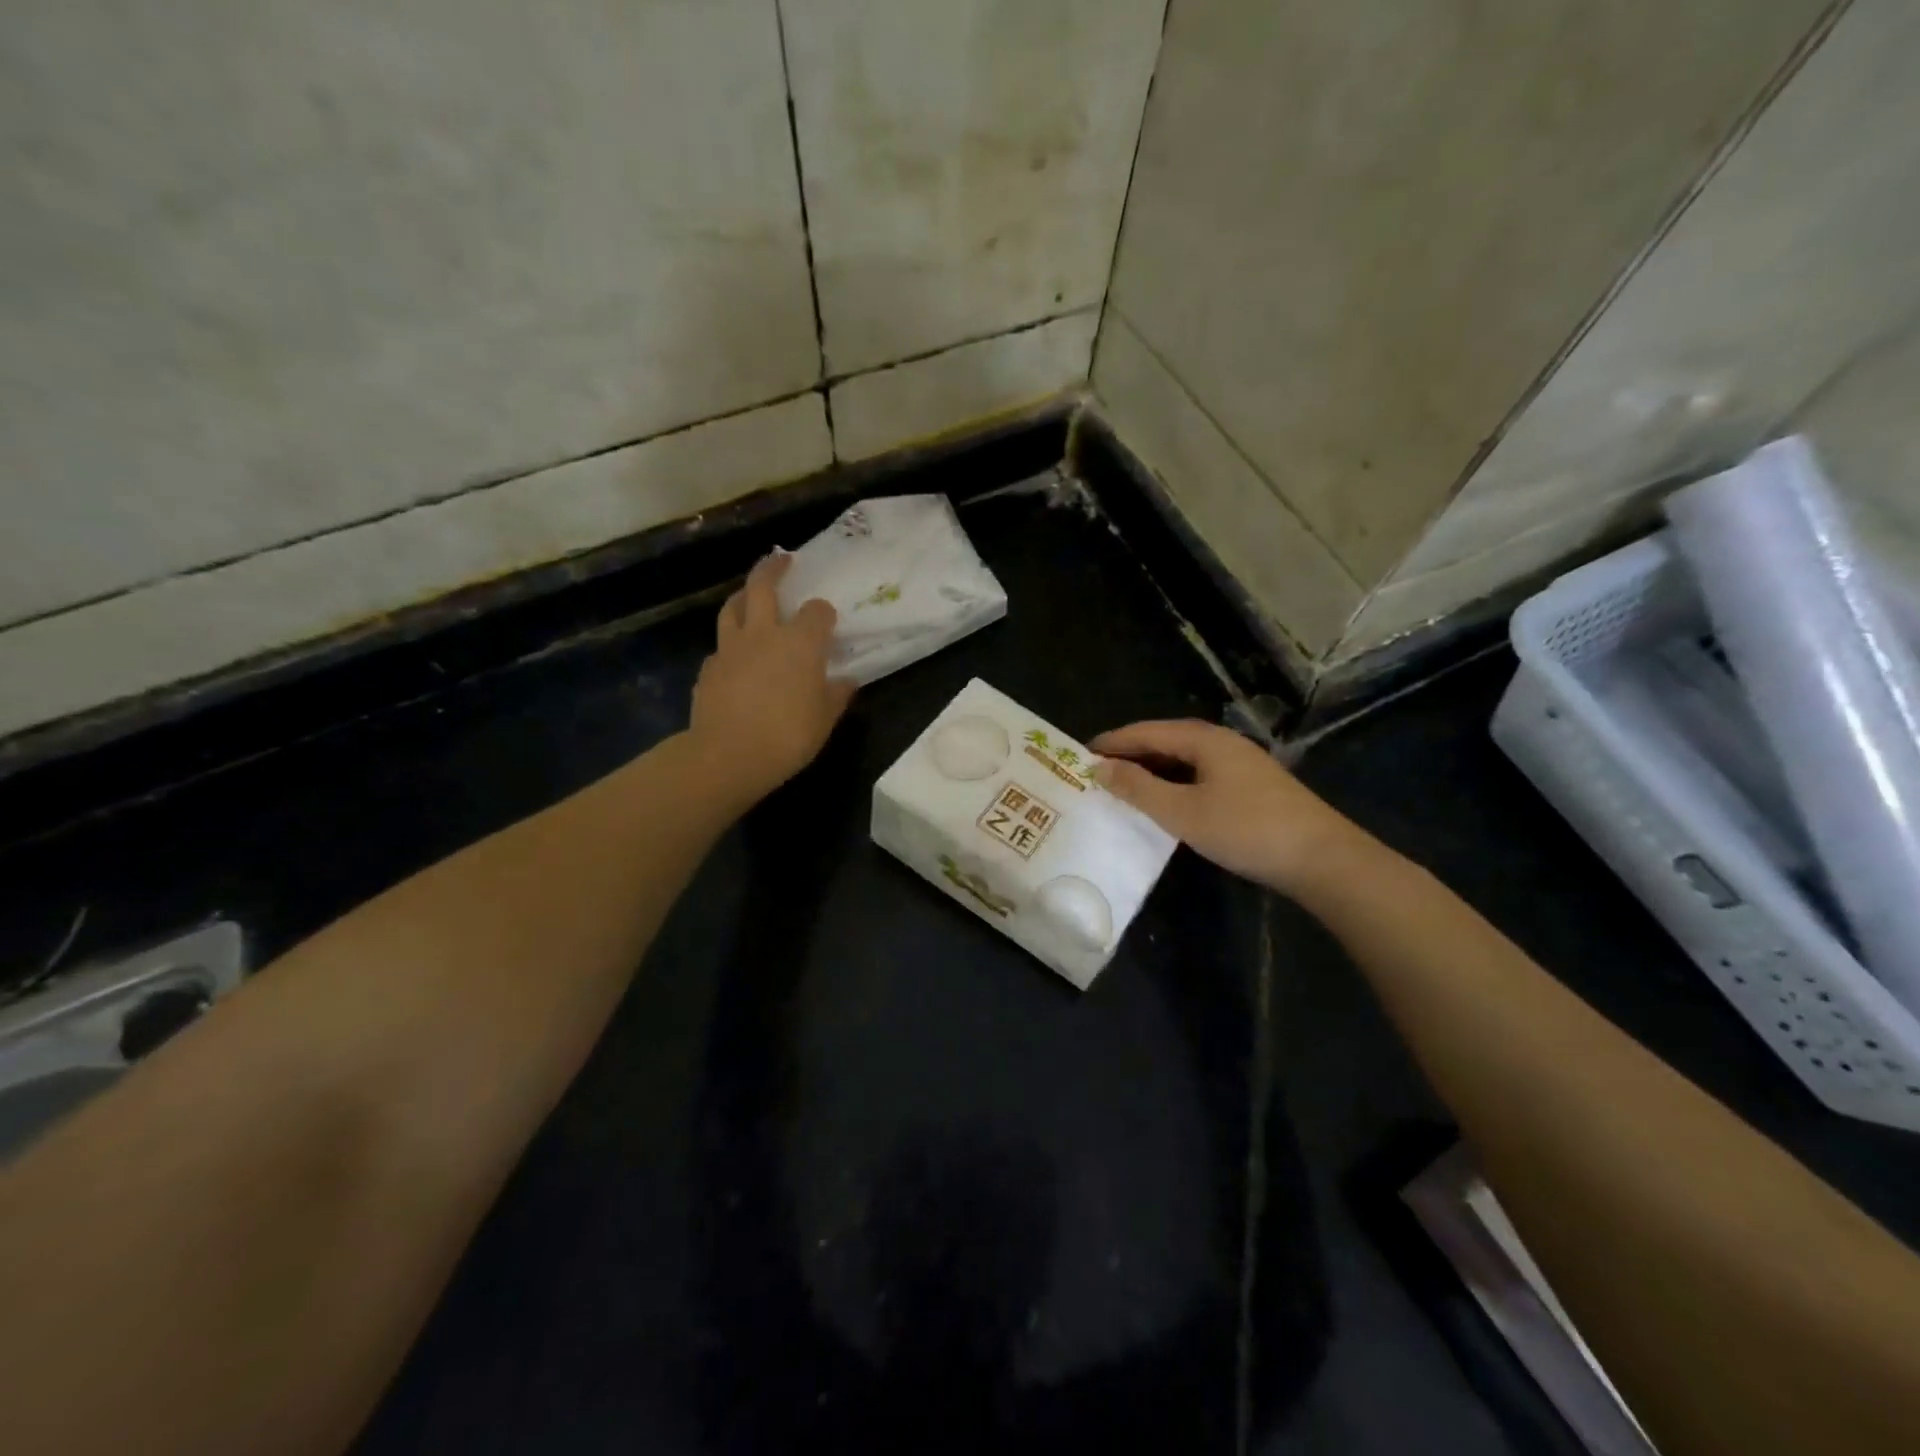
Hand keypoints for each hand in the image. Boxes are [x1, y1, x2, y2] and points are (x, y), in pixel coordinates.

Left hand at [688, 554, 853, 803]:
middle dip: (773, 568)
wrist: (728, 755)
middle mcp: (764, 634)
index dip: (824, 614)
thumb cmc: (788, 736)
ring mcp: (731, 648)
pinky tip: (736, 657)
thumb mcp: (825, 719)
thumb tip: (846, 681)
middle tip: (781, 559)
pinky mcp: (709, 668)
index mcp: (800, 642)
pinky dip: (731, 644)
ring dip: (742, 595)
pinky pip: (721, 646)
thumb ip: (836, 695)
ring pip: (732, 607)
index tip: (828, 622)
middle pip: (763, 586)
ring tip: (749, 595)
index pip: (817, 611)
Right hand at [1089, 719, 1365, 894]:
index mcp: (1204, 739)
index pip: (1146, 731)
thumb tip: (1099, 767)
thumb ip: (1138, 788)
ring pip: (1184, 759)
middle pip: (1166, 740)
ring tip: (1123, 787)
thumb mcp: (1182, 812)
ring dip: (1152, 770)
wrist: (1322, 858)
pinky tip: (1166, 802)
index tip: (1079, 755)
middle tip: (1097, 773)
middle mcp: (1222, 742)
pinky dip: (1174, 783)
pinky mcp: (1252, 786)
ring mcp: (1241, 764)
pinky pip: (1200, 774)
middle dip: (1130, 754)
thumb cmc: (1246, 830)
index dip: (1112, 742)